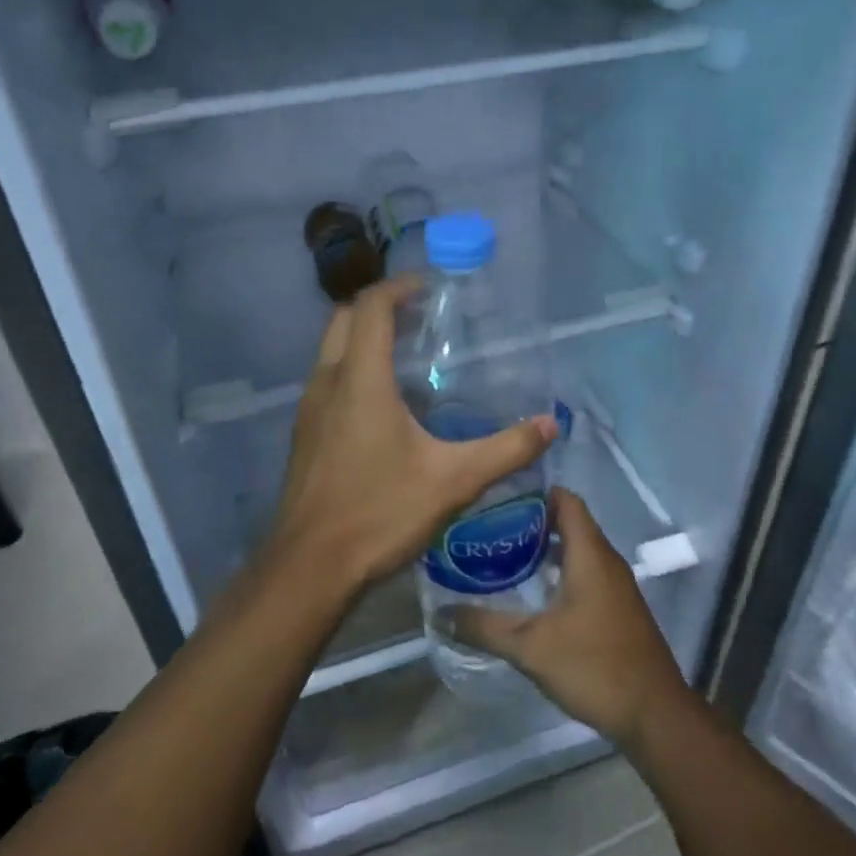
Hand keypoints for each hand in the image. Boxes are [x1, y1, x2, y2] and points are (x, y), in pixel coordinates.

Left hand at [263, 275, 559, 597]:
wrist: (309, 568)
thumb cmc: (379, 513)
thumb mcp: (454, 481)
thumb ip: (506, 449)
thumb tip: (550, 424)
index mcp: (360, 380)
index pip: (371, 307)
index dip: (399, 287)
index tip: (431, 288)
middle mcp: (327, 383)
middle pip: (344, 319)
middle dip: (380, 306)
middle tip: (422, 316)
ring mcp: (309, 409)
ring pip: (331, 349)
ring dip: (363, 337)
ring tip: (409, 353)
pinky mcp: (305, 434)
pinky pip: (328, 379)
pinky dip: (353, 367)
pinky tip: (385, 403)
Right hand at [438, 488, 693, 746]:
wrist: (654, 714)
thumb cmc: (594, 666)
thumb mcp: (530, 648)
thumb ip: (484, 627)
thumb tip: (441, 613)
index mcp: (590, 554)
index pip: (566, 500)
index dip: (534, 492)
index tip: (498, 498)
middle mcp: (606, 561)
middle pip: (569, 522)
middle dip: (531, 521)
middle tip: (490, 528)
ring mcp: (616, 585)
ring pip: (578, 550)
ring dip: (545, 548)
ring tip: (504, 556)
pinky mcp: (618, 608)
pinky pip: (586, 572)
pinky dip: (560, 571)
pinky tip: (534, 592)